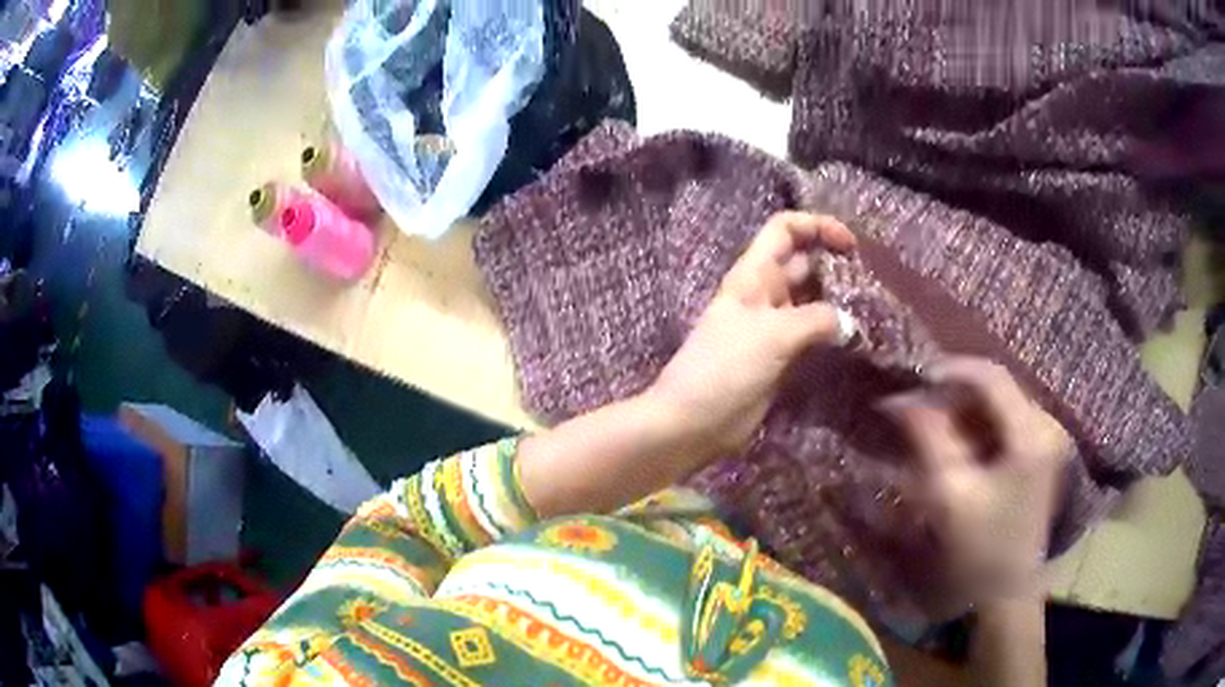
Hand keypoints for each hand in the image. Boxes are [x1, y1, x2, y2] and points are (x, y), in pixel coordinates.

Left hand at [649, 211, 857, 458]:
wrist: (692, 422)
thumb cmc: (725, 369)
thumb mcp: (772, 335)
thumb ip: (816, 320)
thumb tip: (852, 323)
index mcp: (753, 274)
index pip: (785, 229)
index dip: (817, 226)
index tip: (851, 246)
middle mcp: (765, 293)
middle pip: (804, 262)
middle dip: (836, 264)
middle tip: (874, 282)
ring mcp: (773, 326)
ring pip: (811, 300)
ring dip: (839, 301)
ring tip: (875, 309)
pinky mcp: (780, 357)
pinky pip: (812, 334)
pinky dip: (833, 332)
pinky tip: (858, 339)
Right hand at [881, 358, 1070, 612]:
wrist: (1006, 592)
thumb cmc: (979, 549)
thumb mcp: (950, 495)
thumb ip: (929, 439)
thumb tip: (901, 398)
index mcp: (1030, 435)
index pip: (992, 376)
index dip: (951, 369)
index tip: (914, 376)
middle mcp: (1045, 426)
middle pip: (997, 388)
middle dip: (954, 392)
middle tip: (917, 406)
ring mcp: (1045, 439)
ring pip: (999, 405)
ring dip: (963, 410)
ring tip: (931, 426)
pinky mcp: (1039, 453)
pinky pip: (1004, 424)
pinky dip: (977, 427)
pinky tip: (956, 445)